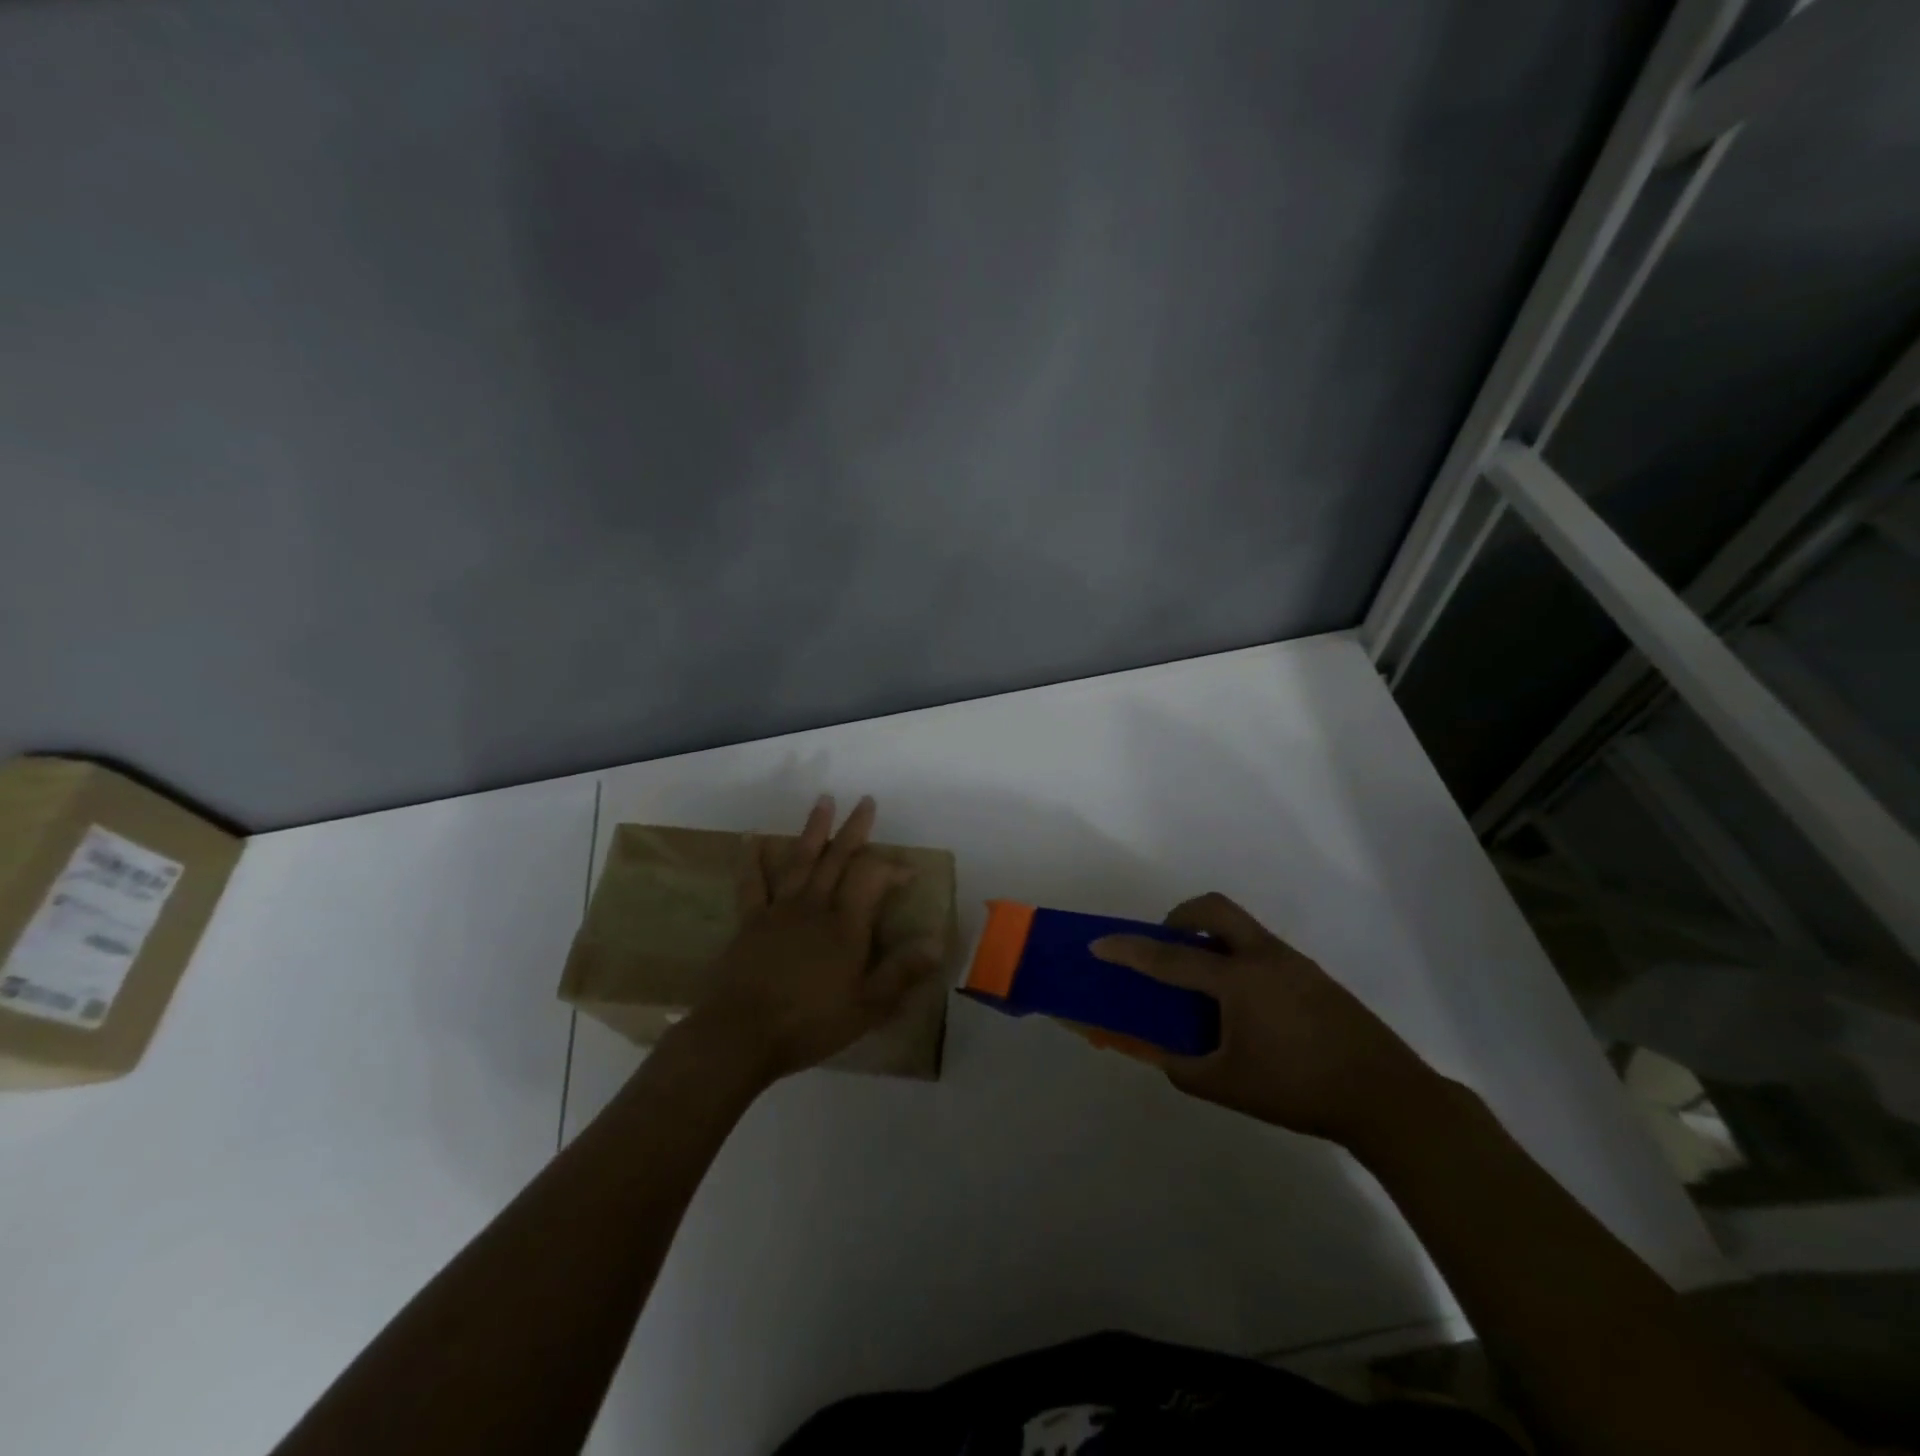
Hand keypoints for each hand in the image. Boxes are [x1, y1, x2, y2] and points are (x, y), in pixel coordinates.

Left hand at [682, 795, 943, 1083]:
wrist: (740, 1035)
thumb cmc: (809, 1022)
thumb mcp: (867, 1006)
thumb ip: (902, 971)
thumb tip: (936, 941)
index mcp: (845, 924)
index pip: (873, 878)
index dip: (892, 869)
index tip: (909, 872)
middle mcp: (814, 906)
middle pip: (838, 858)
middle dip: (854, 829)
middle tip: (866, 801)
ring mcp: (779, 910)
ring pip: (801, 860)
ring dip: (813, 829)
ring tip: (823, 801)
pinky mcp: (750, 922)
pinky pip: (753, 883)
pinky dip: (753, 859)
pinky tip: (753, 838)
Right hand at [1092, 893, 1443, 1148]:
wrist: (1387, 1098)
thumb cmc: (1299, 1089)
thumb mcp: (1229, 1087)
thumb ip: (1184, 1069)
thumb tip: (1163, 1056)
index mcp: (1237, 980)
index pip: (1169, 958)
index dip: (1129, 950)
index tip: (1099, 943)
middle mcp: (1263, 957)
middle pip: (1214, 908)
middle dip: (1180, 916)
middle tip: (1168, 945)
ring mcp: (1293, 963)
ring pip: (1241, 927)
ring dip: (1212, 939)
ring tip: (1204, 986)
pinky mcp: (1314, 977)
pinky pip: (1262, 950)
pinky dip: (1238, 960)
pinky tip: (1246, 1008)